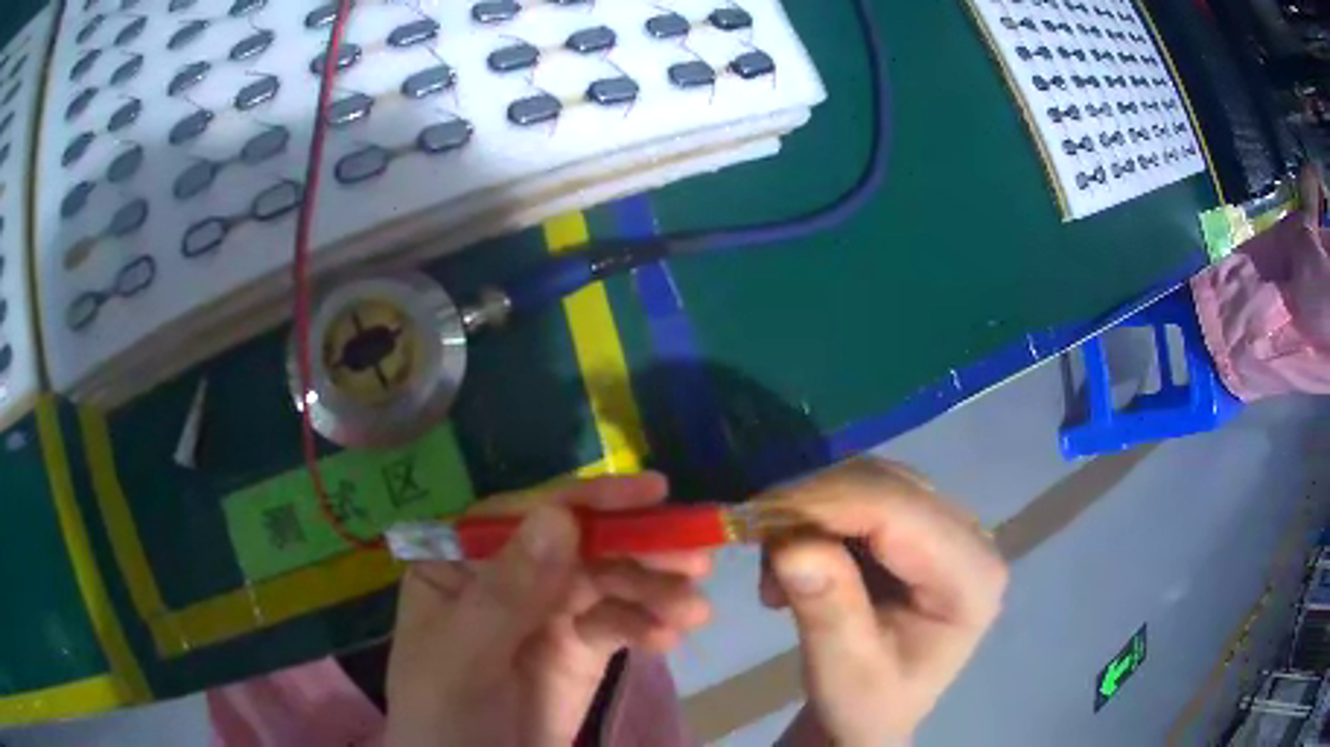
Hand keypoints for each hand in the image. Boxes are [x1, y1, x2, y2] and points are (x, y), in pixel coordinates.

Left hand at [384, 473, 711, 746]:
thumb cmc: (446, 716)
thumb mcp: (465, 657)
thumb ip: (506, 592)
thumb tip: (560, 514)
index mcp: (461, 562)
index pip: (526, 516)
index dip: (589, 500)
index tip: (653, 492)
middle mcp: (507, 577)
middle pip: (579, 546)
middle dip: (637, 549)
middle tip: (695, 557)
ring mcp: (547, 612)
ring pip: (608, 582)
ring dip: (655, 590)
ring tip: (694, 612)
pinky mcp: (581, 648)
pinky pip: (620, 623)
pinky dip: (649, 626)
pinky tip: (670, 639)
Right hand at [759, 460, 1007, 746]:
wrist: (874, 710)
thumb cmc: (866, 705)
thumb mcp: (844, 674)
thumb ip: (828, 611)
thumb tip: (790, 545)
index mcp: (971, 579)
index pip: (902, 514)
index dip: (829, 505)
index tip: (758, 521)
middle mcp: (970, 538)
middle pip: (888, 486)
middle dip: (814, 505)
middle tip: (755, 543)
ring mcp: (945, 525)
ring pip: (870, 480)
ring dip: (811, 510)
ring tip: (776, 568)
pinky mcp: (917, 523)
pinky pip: (861, 493)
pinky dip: (817, 516)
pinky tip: (795, 559)